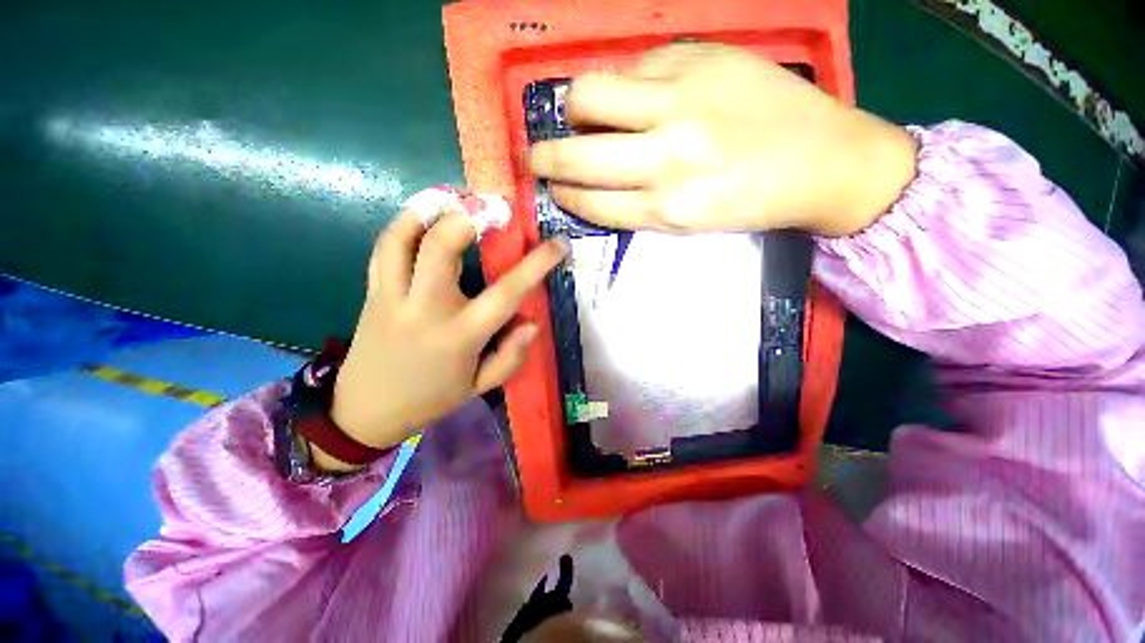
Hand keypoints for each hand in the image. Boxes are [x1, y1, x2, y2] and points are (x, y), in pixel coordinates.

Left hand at [315, 201, 567, 471]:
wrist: (366, 409)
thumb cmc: (432, 397)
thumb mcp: (481, 386)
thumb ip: (511, 356)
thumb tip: (532, 322)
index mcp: (460, 336)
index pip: (506, 293)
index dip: (536, 264)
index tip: (558, 244)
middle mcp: (425, 309)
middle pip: (441, 248)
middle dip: (470, 217)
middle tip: (494, 206)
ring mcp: (392, 296)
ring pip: (404, 238)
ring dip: (431, 209)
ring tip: (456, 196)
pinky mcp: (372, 290)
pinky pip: (384, 246)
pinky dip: (406, 222)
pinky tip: (425, 214)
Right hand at [527, 43, 916, 235]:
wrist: (824, 160)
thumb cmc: (752, 202)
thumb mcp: (689, 223)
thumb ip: (638, 204)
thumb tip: (594, 181)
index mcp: (668, 209)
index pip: (591, 202)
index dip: (564, 196)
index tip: (553, 191)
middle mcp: (667, 157)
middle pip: (577, 154)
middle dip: (544, 159)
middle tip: (536, 157)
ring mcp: (682, 102)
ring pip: (589, 96)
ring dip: (572, 111)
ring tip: (580, 119)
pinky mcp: (699, 59)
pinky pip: (632, 67)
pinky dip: (620, 86)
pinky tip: (632, 97)